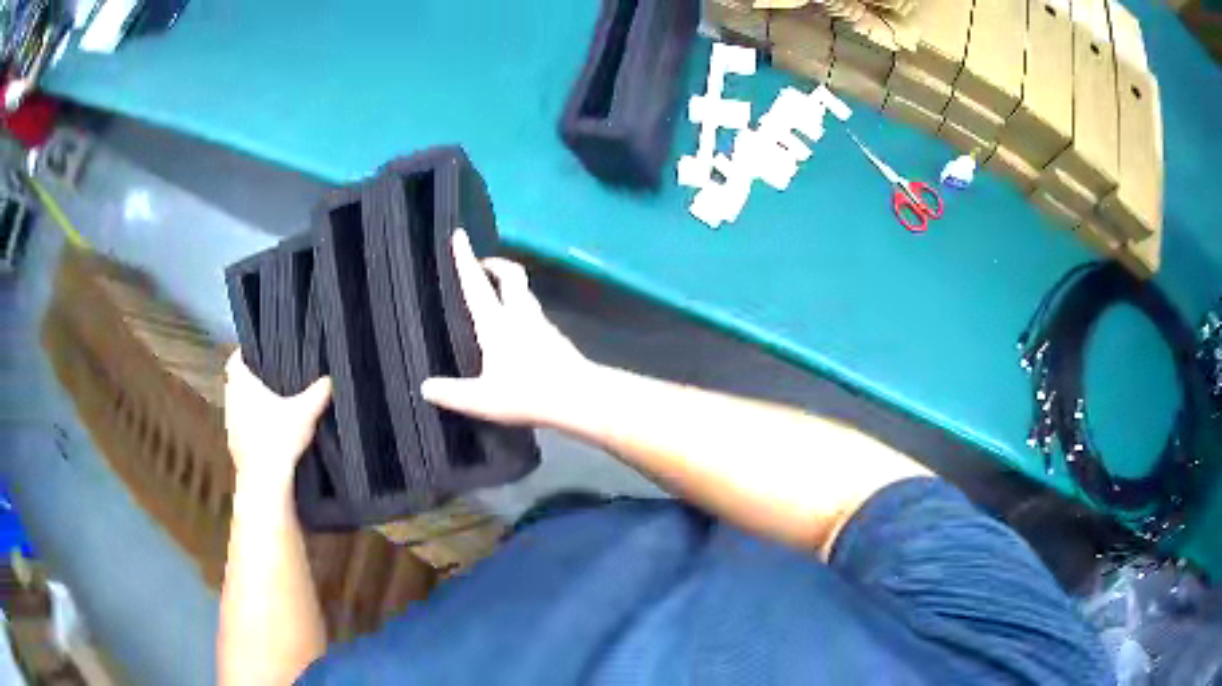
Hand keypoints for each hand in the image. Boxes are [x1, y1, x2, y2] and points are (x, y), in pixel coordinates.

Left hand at [224, 351, 331, 492]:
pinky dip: (251, 427)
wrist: (265, 480)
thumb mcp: (305, 412)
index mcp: (242, 383)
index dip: (244, 354)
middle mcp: (231, 400)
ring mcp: (230, 424)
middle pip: (235, 382)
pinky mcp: (234, 445)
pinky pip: (241, 428)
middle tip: (269, 379)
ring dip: (249, 405)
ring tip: (270, 406)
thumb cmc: (279, 436)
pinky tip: (267, 434)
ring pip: (237, 406)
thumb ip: (318, 393)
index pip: (235, 359)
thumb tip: (332, 378)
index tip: (258, 353)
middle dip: (250, 380)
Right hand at [421, 230, 594, 425]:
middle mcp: (520, 316)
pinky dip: (523, 311)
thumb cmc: (528, 394)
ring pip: (525, 294)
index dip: (466, 259)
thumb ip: (451, 393)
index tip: (459, 234)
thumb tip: (425, 387)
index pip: (477, 284)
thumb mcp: (481, 400)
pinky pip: (535, 315)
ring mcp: (542, 325)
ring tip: (497, 297)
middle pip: (511, 275)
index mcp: (497, 324)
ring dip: (511, 287)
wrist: (580, 397)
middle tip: (483, 266)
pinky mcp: (556, 338)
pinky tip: (519, 332)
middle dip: (496, 264)